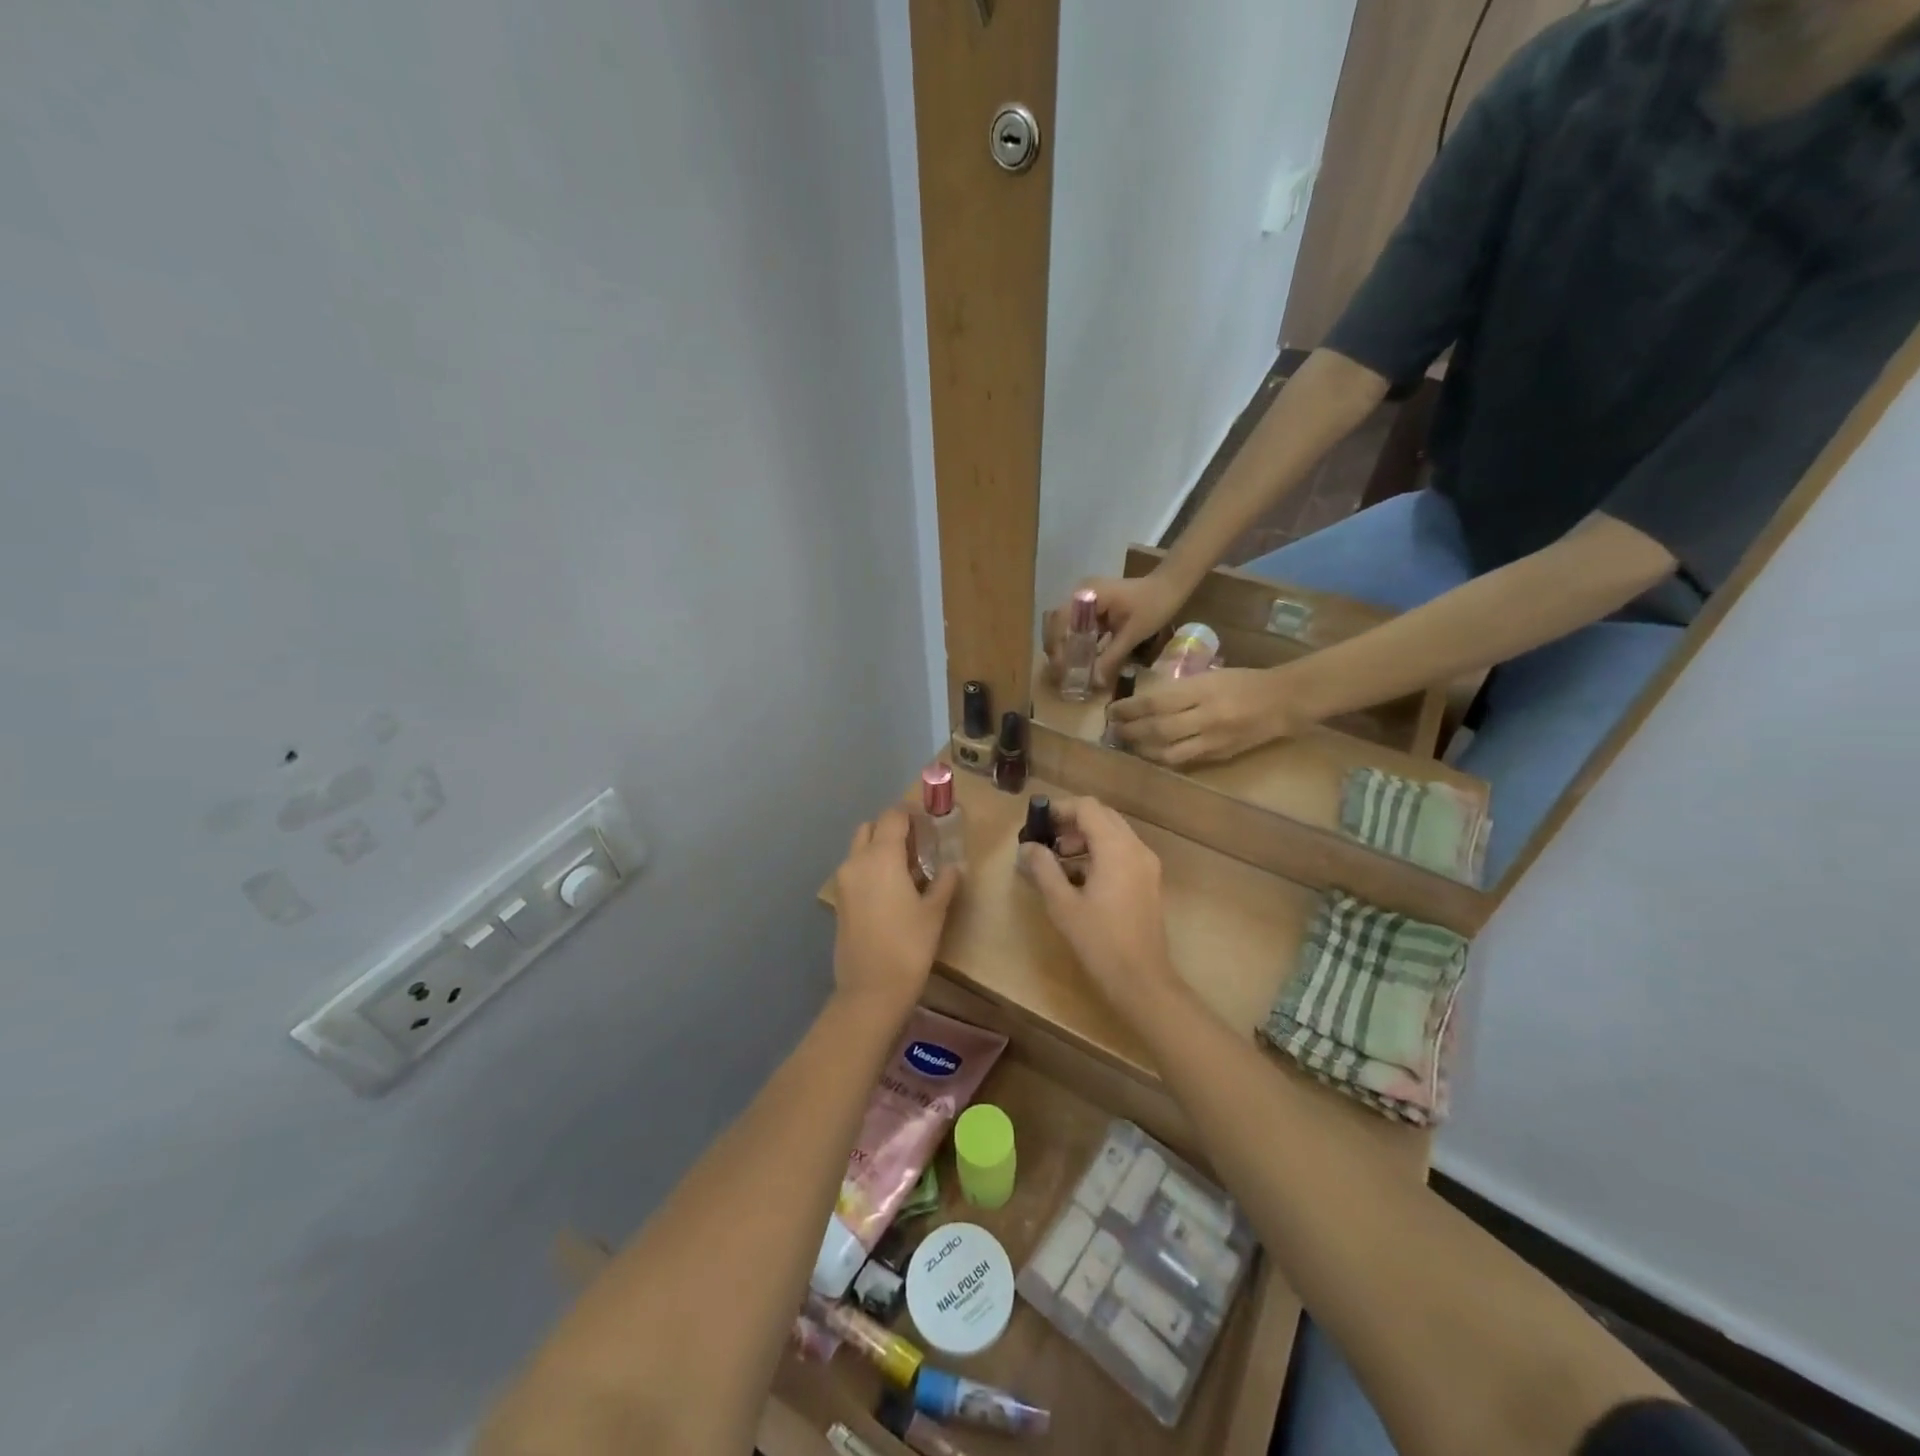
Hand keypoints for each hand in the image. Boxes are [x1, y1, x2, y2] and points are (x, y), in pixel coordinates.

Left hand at [831, 808, 959, 1009]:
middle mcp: (857, 861)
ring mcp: (844, 882)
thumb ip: (944, 882)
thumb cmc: (909, 946)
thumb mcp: (935, 912)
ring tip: (907, 868)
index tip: (929, 823)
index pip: (893, 817)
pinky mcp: (840, 901)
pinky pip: (855, 870)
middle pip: (871, 828)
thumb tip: (954, 866)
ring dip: (879, 848)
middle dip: (892, 828)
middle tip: (917, 844)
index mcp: (881, 857)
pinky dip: (871, 868)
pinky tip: (892, 890)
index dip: (911, 814)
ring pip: (859, 849)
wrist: (871, 990)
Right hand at [1019, 797, 1176, 1006]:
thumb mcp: (1062, 903)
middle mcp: (1136, 848)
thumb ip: (1043, 868)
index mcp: (1116, 848)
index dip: (1059, 809)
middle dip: (1071, 823)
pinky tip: (1078, 879)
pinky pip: (1122, 852)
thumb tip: (1027, 846)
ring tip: (1057, 863)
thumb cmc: (1099, 940)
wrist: (1141, 979)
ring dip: (1084, 839)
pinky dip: (1099, 854)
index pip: (1087, 807)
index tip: (1036, 823)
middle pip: (1102, 816)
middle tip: (1046, 842)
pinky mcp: (1148, 881)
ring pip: (1113, 834)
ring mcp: (1146, 865)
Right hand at [1042, 573, 1182, 690]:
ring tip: (1069, 669)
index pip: (1059, 620)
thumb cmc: (1154, 605)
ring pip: (1067, 624)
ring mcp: (1088, 598)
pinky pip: (1081, 625)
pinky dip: (1080, 642)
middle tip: (1060, 671)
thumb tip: (1095, 682)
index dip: (1055, 644)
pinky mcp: (1096, 606)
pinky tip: (1084, 659)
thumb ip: (1112, 656)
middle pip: (1057, 622)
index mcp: (1088, 594)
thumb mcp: (1133, 634)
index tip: (1059, 667)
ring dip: (1067, 645)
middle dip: (1057, 647)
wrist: (1171, 586)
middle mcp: (1081, 593)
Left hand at [1108, 666, 1309, 765]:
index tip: (1112, 710)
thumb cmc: (1244, 681)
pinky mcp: (1220, 755)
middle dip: (1130, 731)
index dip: (1129, 709)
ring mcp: (1213, 739)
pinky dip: (1164, 758)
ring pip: (1167, 752)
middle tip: (1114, 729)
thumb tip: (1145, 702)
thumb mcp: (1210, 676)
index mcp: (1202, 690)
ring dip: (1143, 750)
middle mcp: (1206, 716)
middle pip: (1157, 729)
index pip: (1156, 702)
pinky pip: (1185, 761)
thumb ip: (1180, 690)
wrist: (1285, 700)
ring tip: (1128, 744)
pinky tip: (1151, 754)